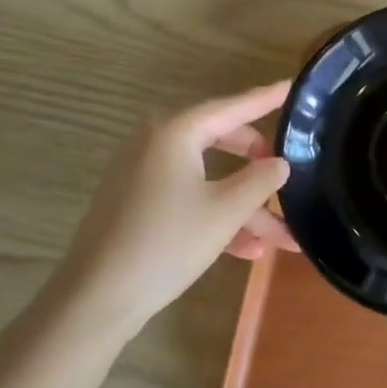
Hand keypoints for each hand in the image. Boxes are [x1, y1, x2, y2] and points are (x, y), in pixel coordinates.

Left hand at [48, 82, 291, 335]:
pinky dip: (216, 216)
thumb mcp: (225, 211)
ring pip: (207, 178)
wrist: (94, 301)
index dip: (266, 99)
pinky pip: (187, 197)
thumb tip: (280, 163)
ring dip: (243, 206)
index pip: (232, 107)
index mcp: (175, 131)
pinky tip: (248, 250)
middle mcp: (156, 142)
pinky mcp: (137, 204)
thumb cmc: (165, 243)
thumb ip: (260, 181)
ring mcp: (143, 174)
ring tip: (282, 237)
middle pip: (221, 141)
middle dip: (258, 167)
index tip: (292, 86)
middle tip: (286, 171)